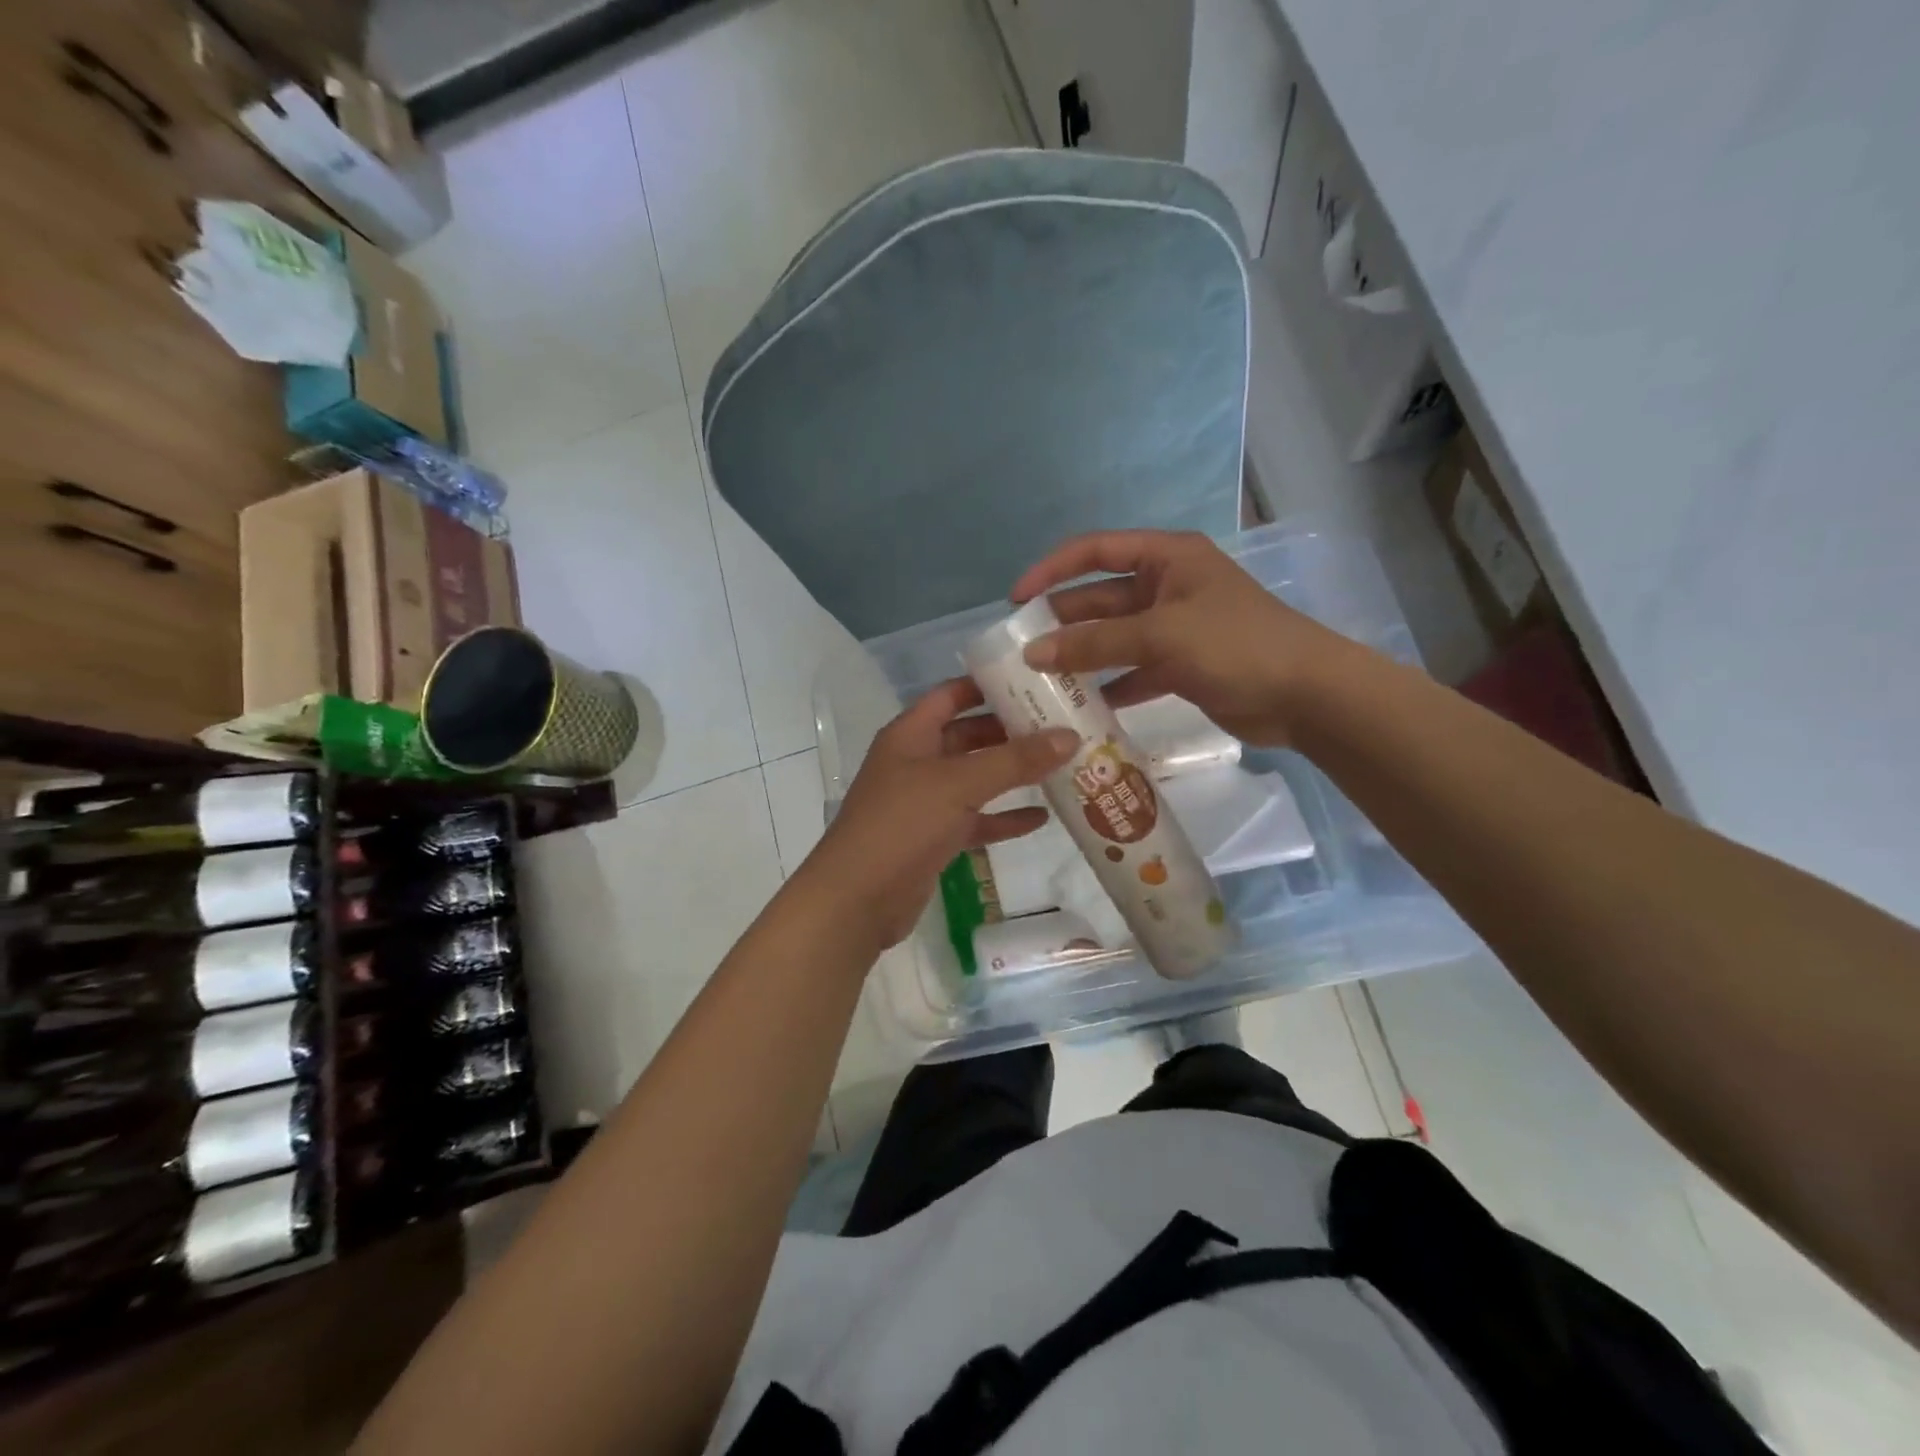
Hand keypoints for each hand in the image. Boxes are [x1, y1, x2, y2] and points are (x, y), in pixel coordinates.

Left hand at [802, 679, 1078, 949]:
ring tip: (1061, 766)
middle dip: (1010, 731)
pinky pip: (975, 819)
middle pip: (968, 736)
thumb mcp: (960, 784)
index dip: (988, 685)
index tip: (1034, 680)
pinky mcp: (933, 838)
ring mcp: (924, 802)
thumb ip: (1014, 761)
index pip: (952, 695)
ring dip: (1012, 775)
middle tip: (1060, 725)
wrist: (857, 899)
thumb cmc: (902, 824)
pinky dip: (1004, 818)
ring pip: (975, 779)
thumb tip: (1069, 736)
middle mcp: (917, 761)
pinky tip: (1042, 817)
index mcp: (911, 734)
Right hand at [1010, 530, 1356, 748]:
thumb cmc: (1235, 645)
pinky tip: (1082, 707)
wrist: (1305, 695)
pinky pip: (1131, 670)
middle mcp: (1166, 586)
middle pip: (1099, 598)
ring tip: (1041, 681)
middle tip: (1020, 651)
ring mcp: (1173, 628)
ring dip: (1081, 657)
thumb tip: (1034, 652)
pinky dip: (1109, 686)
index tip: (1016, 600)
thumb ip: (1095, 643)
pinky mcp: (1180, 665)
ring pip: (1113, 638)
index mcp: (1166, 557)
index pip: (1094, 551)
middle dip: (1061, 622)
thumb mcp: (1161, 635)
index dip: (1052, 570)